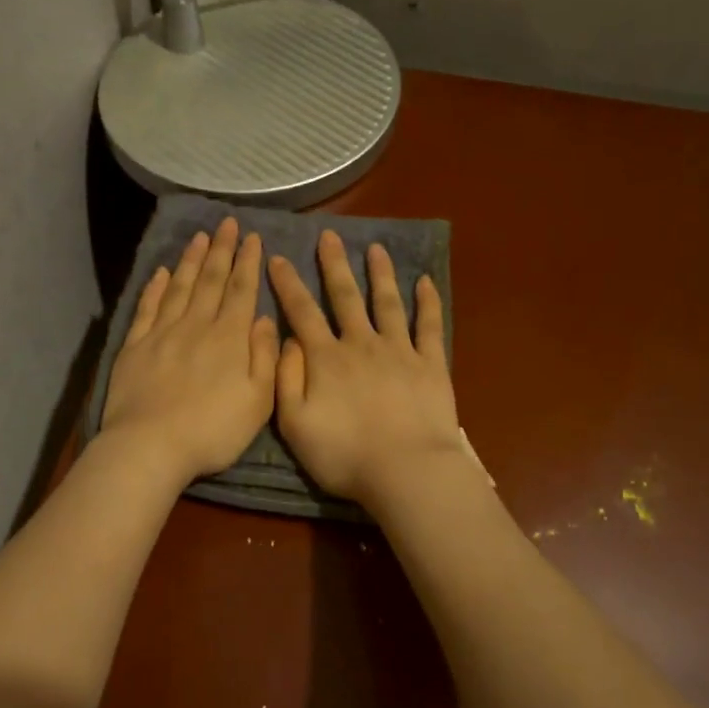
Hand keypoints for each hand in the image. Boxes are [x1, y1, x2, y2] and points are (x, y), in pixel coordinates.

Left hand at [101, 217, 279, 484]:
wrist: (150, 446)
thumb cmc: (213, 430)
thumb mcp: (258, 401)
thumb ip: (264, 356)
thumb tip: (263, 318)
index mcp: (229, 338)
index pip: (241, 290)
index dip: (248, 262)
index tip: (252, 237)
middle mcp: (196, 325)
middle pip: (211, 280)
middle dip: (222, 250)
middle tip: (227, 223)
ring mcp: (162, 333)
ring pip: (180, 287)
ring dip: (191, 260)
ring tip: (200, 237)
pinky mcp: (134, 346)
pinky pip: (147, 308)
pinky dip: (155, 287)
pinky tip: (161, 272)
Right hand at [266, 232, 462, 504]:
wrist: (406, 471)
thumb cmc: (344, 454)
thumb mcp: (295, 424)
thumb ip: (286, 379)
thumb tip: (287, 341)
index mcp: (326, 359)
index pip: (302, 313)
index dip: (287, 284)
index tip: (277, 258)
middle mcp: (361, 344)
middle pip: (345, 296)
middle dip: (334, 265)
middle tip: (329, 236)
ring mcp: (399, 351)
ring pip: (387, 302)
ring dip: (380, 274)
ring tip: (376, 248)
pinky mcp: (431, 364)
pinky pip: (429, 326)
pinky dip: (427, 302)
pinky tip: (425, 282)